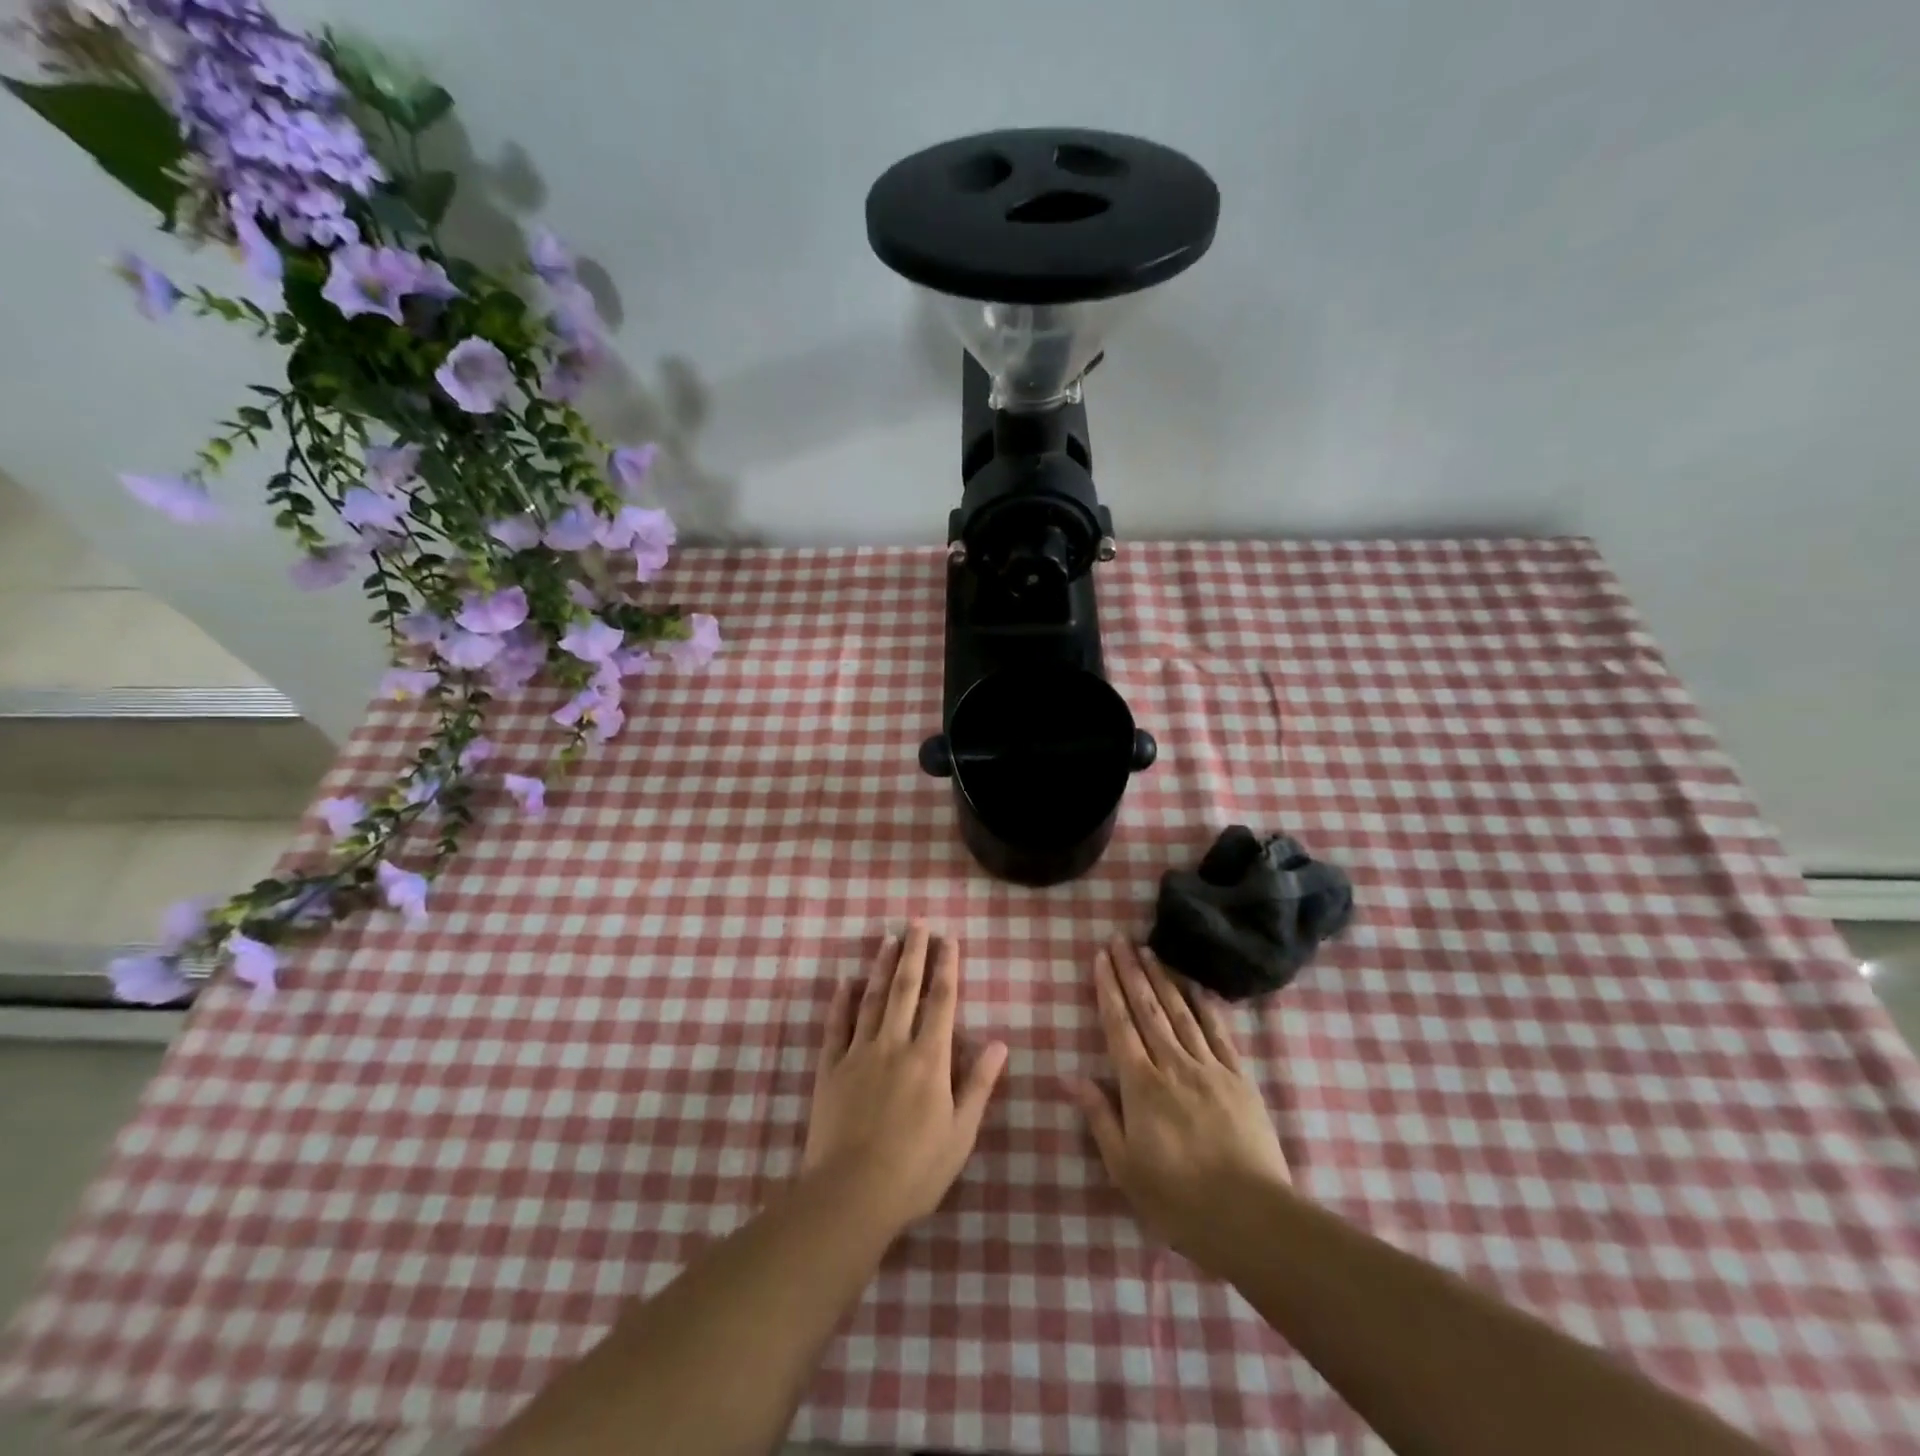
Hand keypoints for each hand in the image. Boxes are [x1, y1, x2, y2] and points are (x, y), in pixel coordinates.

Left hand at [804, 924, 1009, 1236]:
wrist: (851, 1194)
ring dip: (882, 967)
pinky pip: (836, 1026)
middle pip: (906, 989)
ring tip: (888, 939)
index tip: (949, 939)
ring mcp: (859, 1054)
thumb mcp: (961, 1133)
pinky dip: (840, 1002)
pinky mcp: (830, 1069)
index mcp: (930, 1059)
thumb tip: (1001, 1043)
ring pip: (872, 999)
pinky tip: (844, 981)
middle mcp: (895, 1045)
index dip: (947, 967)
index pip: (942, 1002)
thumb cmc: (916, 1170)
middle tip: (917, 922)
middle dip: (914, 953)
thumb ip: (979, 1085)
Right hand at [1071, 936, 1292, 1271]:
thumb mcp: (1125, 1168)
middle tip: (1120, 940)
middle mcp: (1173, 1065)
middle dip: (1131, 972)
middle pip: (1148, 1009)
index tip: (1100, 959)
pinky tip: (1197, 987)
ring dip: (1162, 979)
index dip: (1108, 989)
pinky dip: (1206, 1007)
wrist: (1253, 1218)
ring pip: (1180, 1013)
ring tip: (1149, 951)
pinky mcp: (1240, 1079)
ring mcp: (1210, 1068)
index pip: (1119, 1026)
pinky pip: (1220, 1034)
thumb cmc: (1179, 1200)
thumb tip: (1070, 1077)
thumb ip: (1099, 1117)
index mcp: (1141, 1086)